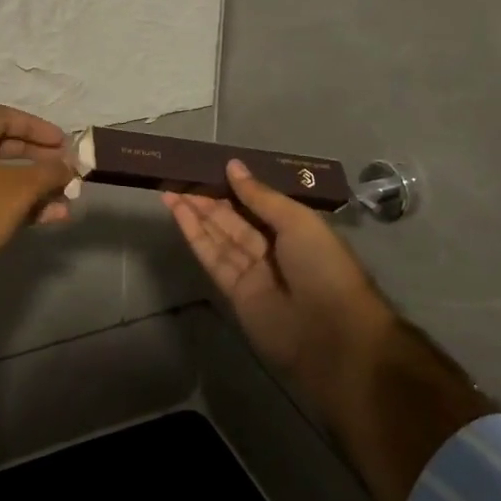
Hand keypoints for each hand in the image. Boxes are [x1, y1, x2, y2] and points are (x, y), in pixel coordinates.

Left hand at [0, 105, 73, 276]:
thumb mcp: (22, 187)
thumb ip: (50, 171)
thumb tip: (68, 166)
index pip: (4, 117)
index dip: (38, 127)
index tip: (63, 143)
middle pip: (3, 147)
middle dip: (39, 159)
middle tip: (65, 170)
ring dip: (34, 186)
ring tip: (64, 200)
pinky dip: (17, 203)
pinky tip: (48, 217)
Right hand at [165, 160, 389, 386]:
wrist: (330, 334)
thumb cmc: (323, 266)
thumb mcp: (297, 221)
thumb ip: (260, 196)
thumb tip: (233, 165)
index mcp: (296, 229)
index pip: (259, 203)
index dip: (235, 187)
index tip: (210, 167)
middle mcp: (274, 248)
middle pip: (235, 219)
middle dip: (210, 199)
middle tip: (182, 176)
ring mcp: (253, 271)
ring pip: (219, 236)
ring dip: (196, 214)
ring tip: (171, 190)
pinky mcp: (234, 292)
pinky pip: (213, 258)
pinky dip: (195, 236)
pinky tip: (178, 214)